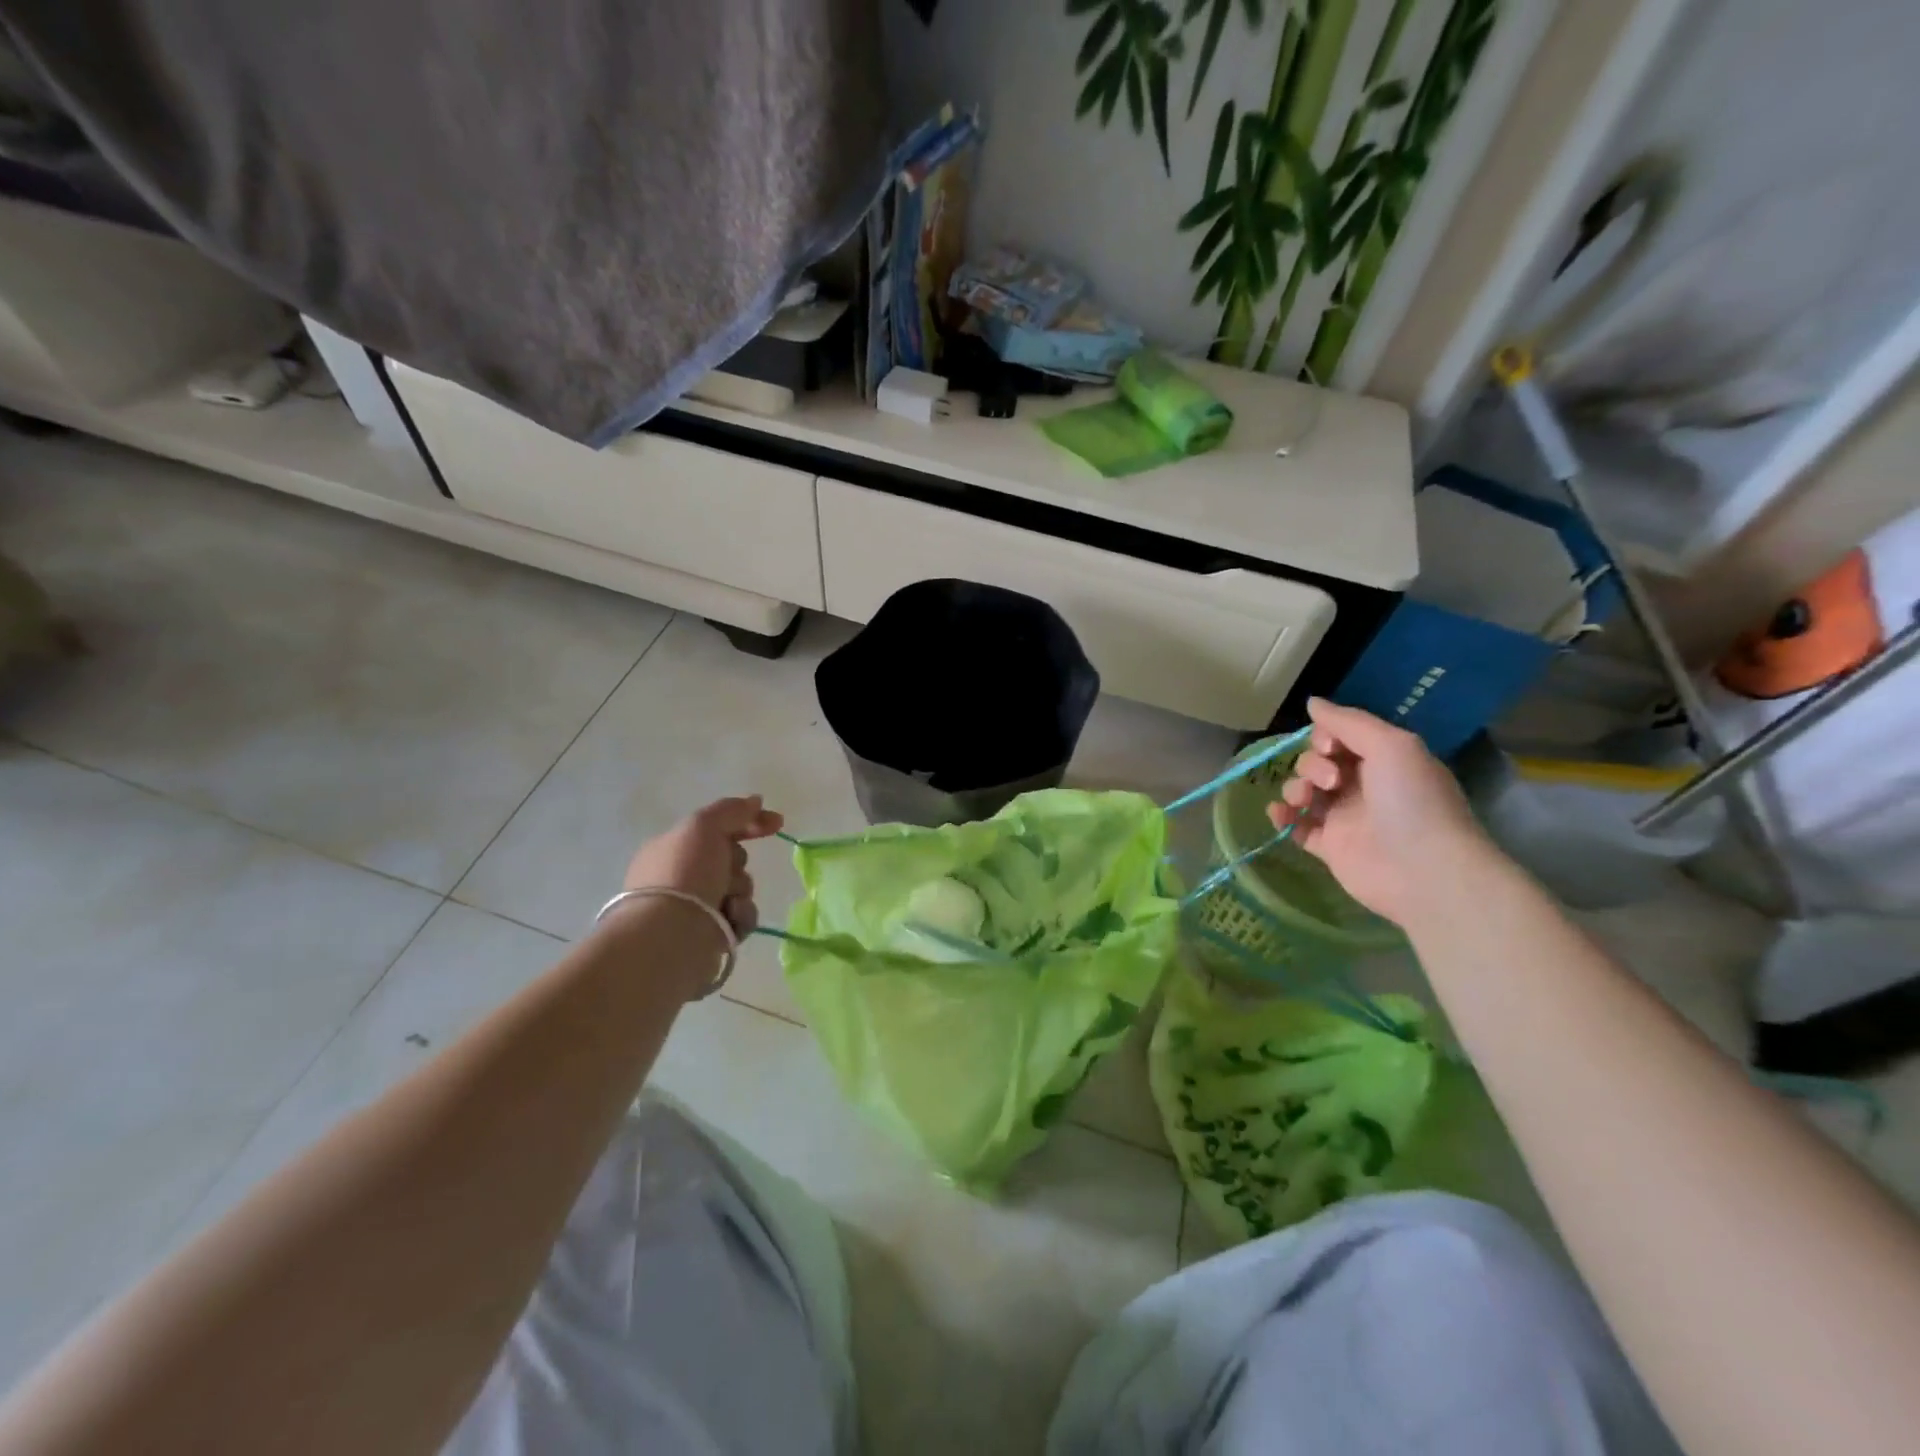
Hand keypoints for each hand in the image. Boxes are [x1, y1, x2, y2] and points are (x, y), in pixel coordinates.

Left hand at [624, 796, 784, 937]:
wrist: (671, 936)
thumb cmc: (683, 874)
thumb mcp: (703, 827)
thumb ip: (731, 810)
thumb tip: (755, 801)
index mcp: (672, 847)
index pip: (716, 827)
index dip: (748, 822)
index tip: (777, 822)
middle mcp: (681, 876)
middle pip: (732, 859)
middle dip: (738, 864)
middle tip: (727, 871)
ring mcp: (695, 906)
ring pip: (740, 888)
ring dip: (740, 892)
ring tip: (727, 901)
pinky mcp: (710, 934)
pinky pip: (742, 916)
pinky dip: (740, 916)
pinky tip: (729, 918)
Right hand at [1266, 698, 1491, 929]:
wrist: (1424, 871)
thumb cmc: (1412, 801)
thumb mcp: (1390, 745)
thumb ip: (1348, 721)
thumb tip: (1311, 701)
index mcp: (1381, 760)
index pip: (1338, 737)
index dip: (1324, 737)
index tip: (1330, 748)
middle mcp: (1361, 785)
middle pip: (1315, 761)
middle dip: (1311, 765)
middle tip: (1330, 782)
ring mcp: (1343, 817)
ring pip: (1303, 791)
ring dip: (1294, 787)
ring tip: (1304, 801)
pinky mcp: (1329, 846)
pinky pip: (1296, 825)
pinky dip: (1283, 817)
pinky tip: (1279, 814)